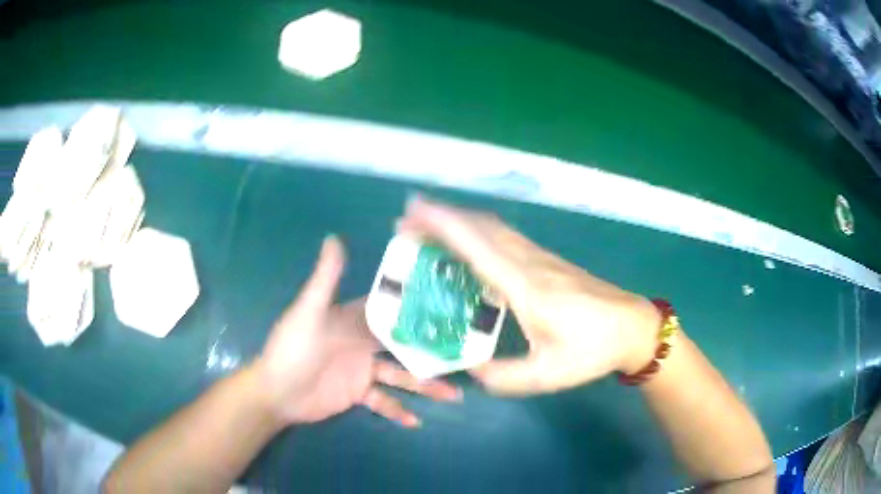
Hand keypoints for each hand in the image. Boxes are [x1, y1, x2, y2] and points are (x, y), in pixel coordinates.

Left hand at [254, 236, 459, 426]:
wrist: (275, 391)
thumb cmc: (292, 348)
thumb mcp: (308, 312)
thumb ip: (325, 279)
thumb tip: (334, 237)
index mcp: (354, 319)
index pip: (391, 309)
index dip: (419, 306)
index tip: (450, 304)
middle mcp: (363, 342)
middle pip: (405, 344)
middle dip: (432, 350)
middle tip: (463, 354)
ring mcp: (363, 370)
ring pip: (402, 375)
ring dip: (425, 386)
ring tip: (454, 394)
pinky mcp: (358, 393)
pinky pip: (384, 401)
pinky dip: (398, 411)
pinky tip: (416, 422)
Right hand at [398, 198, 660, 395]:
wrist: (633, 327)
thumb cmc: (593, 349)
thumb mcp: (547, 375)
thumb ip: (503, 377)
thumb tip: (470, 367)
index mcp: (526, 288)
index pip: (478, 247)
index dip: (443, 225)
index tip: (413, 212)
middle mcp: (529, 263)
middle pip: (481, 228)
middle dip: (441, 218)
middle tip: (407, 222)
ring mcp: (540, 258)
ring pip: (493, 228)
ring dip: (458, 222)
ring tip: (428, 229)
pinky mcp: (547, 261)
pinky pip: (504, 237)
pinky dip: (477, 232)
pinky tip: (468, 245)